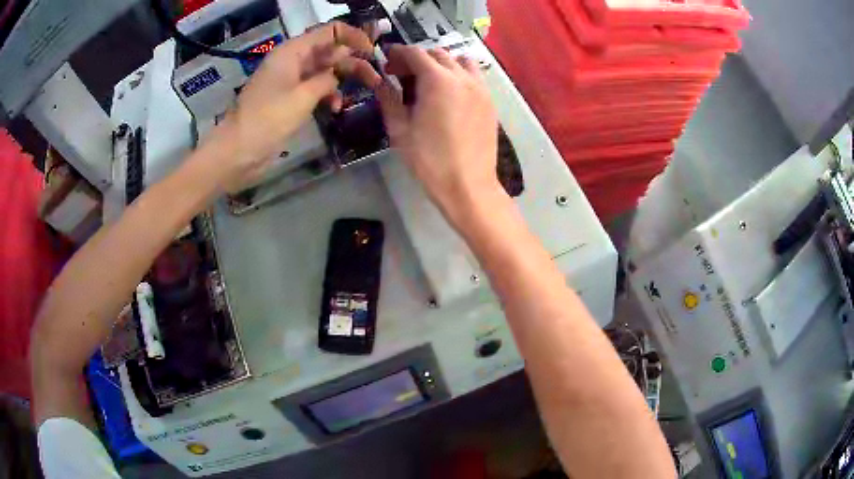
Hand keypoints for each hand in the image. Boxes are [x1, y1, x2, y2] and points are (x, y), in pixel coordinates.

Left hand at [207, 22, 381, 192]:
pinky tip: (336, 108)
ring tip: (367, 91)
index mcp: (293, 52)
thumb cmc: (268, 119)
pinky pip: (315, 89)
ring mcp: (291, 81)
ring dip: (343, 80)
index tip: (373, 51)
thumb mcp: (303, 96)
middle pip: (330, 52)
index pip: (329, 32)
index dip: (354, 36)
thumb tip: (338, 75)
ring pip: (325, 71)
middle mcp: (293, 61)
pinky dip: (328, 95)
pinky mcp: (289, 99)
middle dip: (353, 61)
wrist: (237, 152)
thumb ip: (327, 80)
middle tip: (375, 77)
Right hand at [376, 45, 502, 224]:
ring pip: (459, 61)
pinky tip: (449, 94)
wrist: (468, 185)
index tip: (386, 62)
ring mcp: (480, 88)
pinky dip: (459, 74)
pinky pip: (474, 76)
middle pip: (437, 54)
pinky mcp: (489, 101)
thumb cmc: (429, 160)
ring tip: (429, 82)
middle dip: (416, 59)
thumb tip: (380, 82)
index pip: (415, 53)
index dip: (397, 54)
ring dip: (441, 64)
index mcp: (437, 80)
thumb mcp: (400, 129)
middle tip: (401, 76)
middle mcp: (462, 77)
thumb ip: (389, 99)